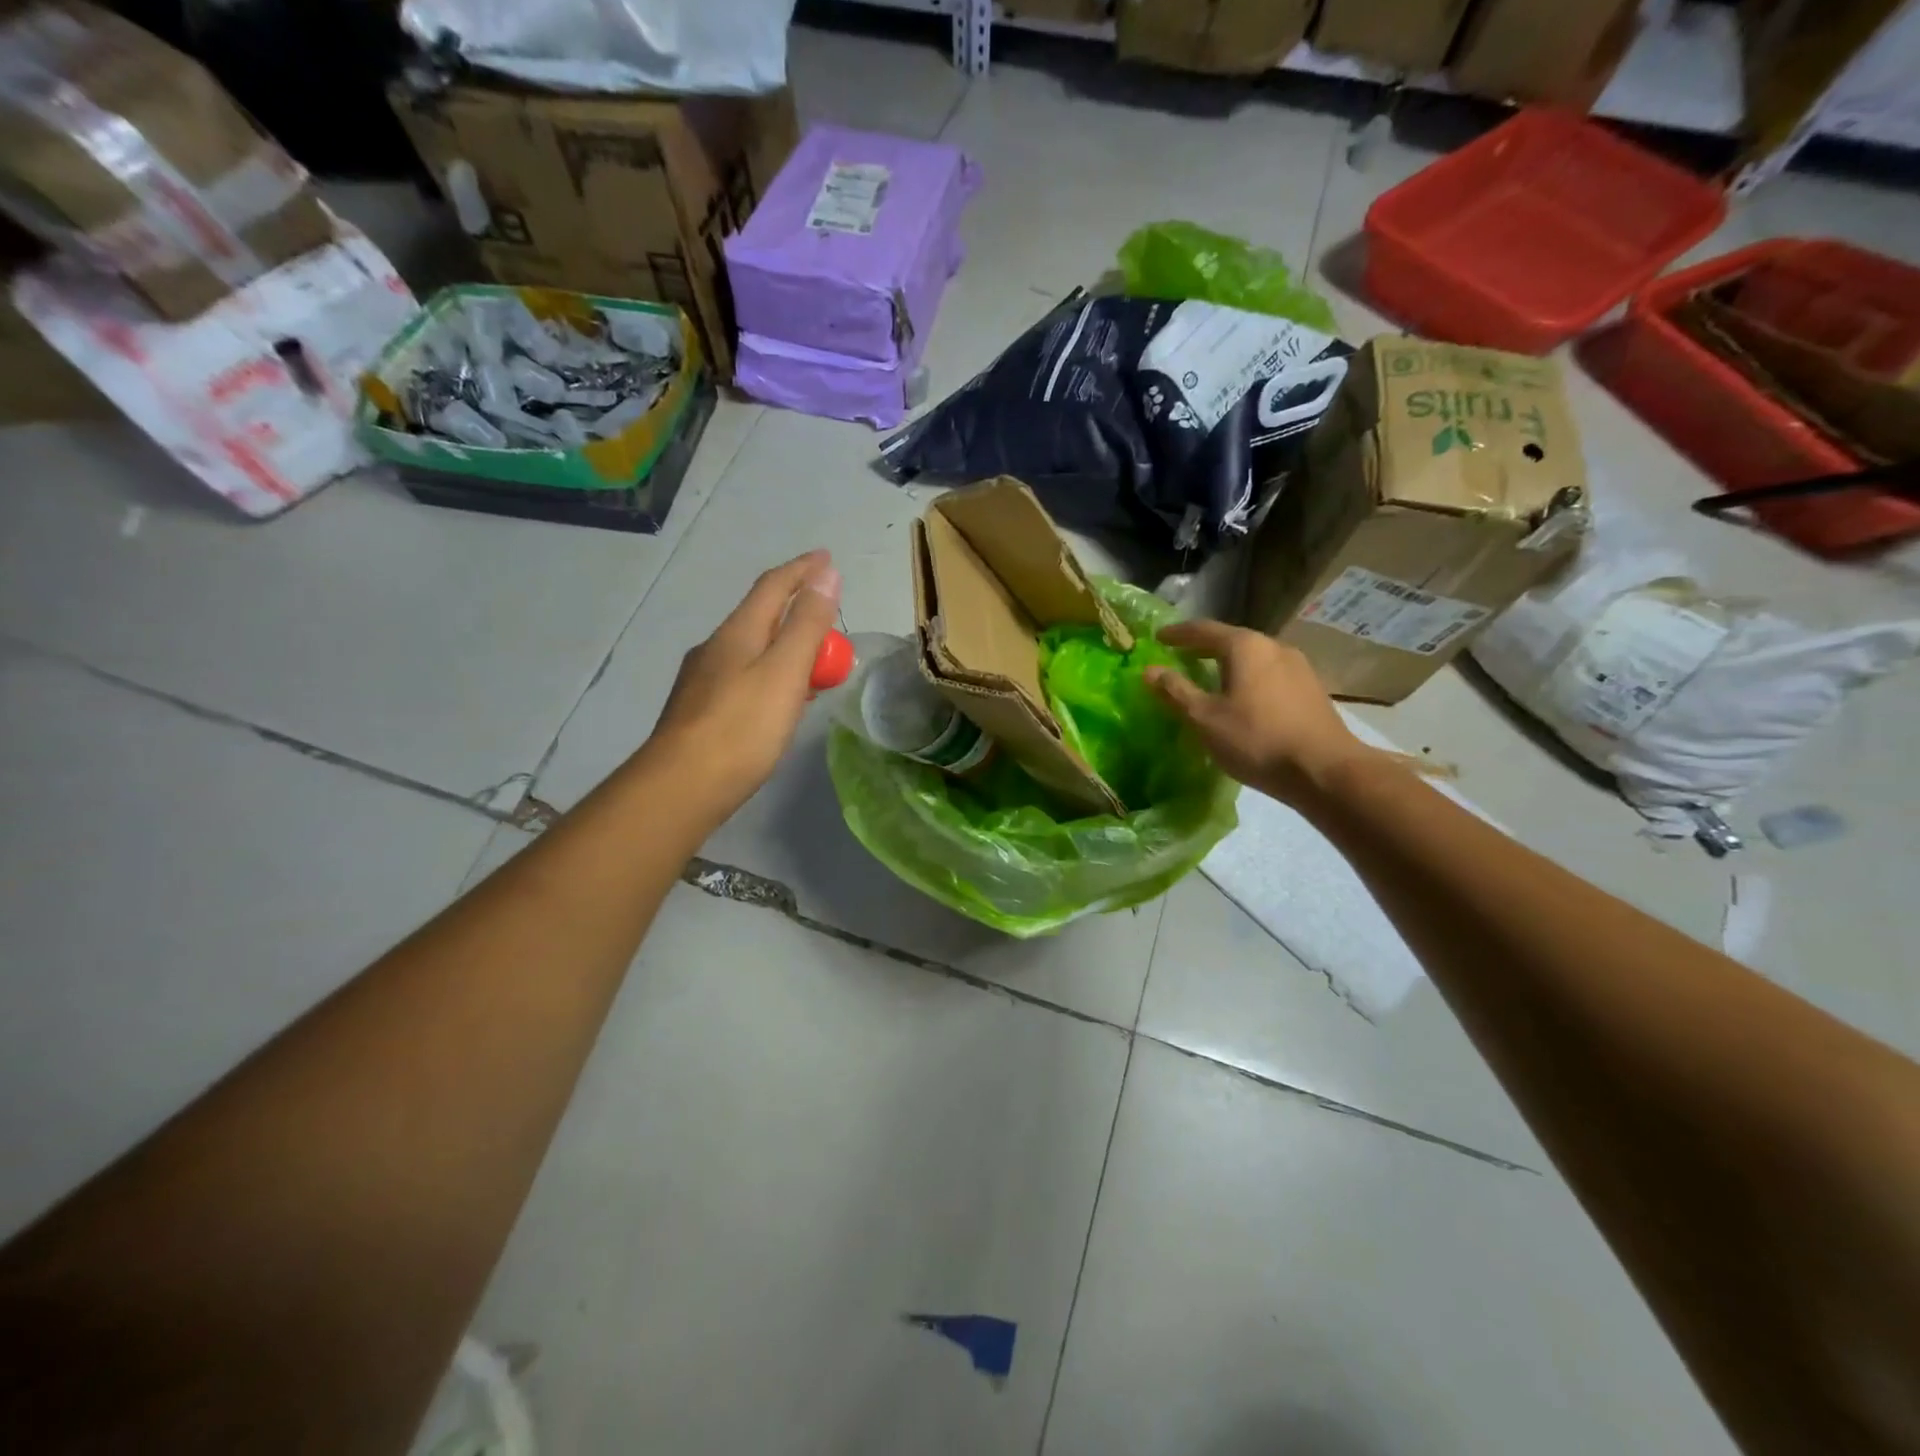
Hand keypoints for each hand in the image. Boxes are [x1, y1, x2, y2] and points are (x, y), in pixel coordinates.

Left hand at [646, 550, 842, 816]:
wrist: (681, 787)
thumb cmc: (741, 728)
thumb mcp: (784, 672)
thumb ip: (807, 625)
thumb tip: (826, 574)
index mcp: (737, 633)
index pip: (773, 586)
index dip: (803, 570)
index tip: (828, 558)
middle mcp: (715, 648)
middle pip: (761, 616)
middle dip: (796, 609)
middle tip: (829, 617)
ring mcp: (703, 680)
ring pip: (752, 648)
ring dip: (783, 644)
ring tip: (811, 659)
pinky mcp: (701, 710)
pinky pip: (745, 676)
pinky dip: (770, 674)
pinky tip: (779, 698)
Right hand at [1143, 620, 1378, 803]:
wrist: (1325, 771)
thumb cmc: (1257, 740)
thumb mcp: (1205, 718)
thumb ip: (1176, 691)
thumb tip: (1149, 670)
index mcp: (1245, 646)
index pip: (1203, 629)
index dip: (1177, 633)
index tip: (1157, 637)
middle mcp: (1274, 646)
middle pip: (1231, 640)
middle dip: (1203, 647)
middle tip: (1180, 657)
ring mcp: (1298, 666)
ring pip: (1253, 658)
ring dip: (1227, 664)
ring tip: (1208, 678)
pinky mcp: (1310, 688)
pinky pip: (1269, 674)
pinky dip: (1247, 678)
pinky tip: (1241, 698)